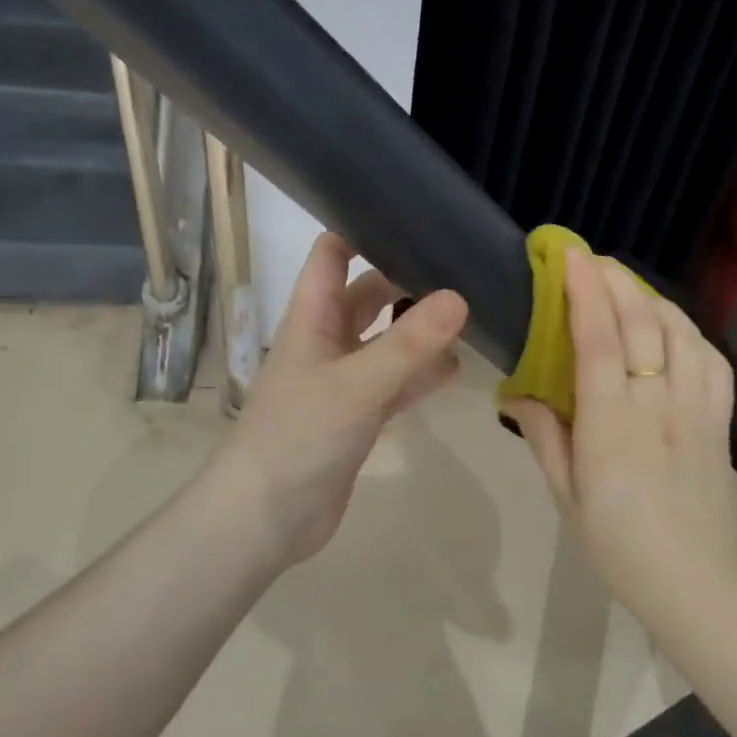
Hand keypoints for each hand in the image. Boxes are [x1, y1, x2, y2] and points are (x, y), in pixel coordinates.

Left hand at [208, 233, 468, 568]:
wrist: (265, 518)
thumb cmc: (299, 436)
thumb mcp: (357, 384)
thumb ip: (409, 344)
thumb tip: (460, 297)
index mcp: (312, 317)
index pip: (331, 254)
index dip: (363, 230)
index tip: (413, 218)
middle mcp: (327, 340)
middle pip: (369, 294)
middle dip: (408, 280)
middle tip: (462, 267)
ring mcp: (343, 379)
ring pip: (387, 340)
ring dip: (420, 330)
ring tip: (471, 312)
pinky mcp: (358, 415)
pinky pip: (395, 382)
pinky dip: (421, 374)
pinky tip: (457, 368)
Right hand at [502, 249, 736, 624]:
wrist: (700, 586)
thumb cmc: (620, 546)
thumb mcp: (567, 497)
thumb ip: (544, 437)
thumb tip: (517, 395)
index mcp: (612, 425)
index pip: (600, 341)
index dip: (586, 292)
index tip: (571, 257)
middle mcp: (657, 405)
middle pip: (642, 324)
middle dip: (616, 281)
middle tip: (591, 260)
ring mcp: (696, 409)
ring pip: (681, 333)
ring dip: (652, 297)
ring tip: (626, 284)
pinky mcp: (722, 420)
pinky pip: (712, 359)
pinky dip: (689, 330)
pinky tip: (671, 325)